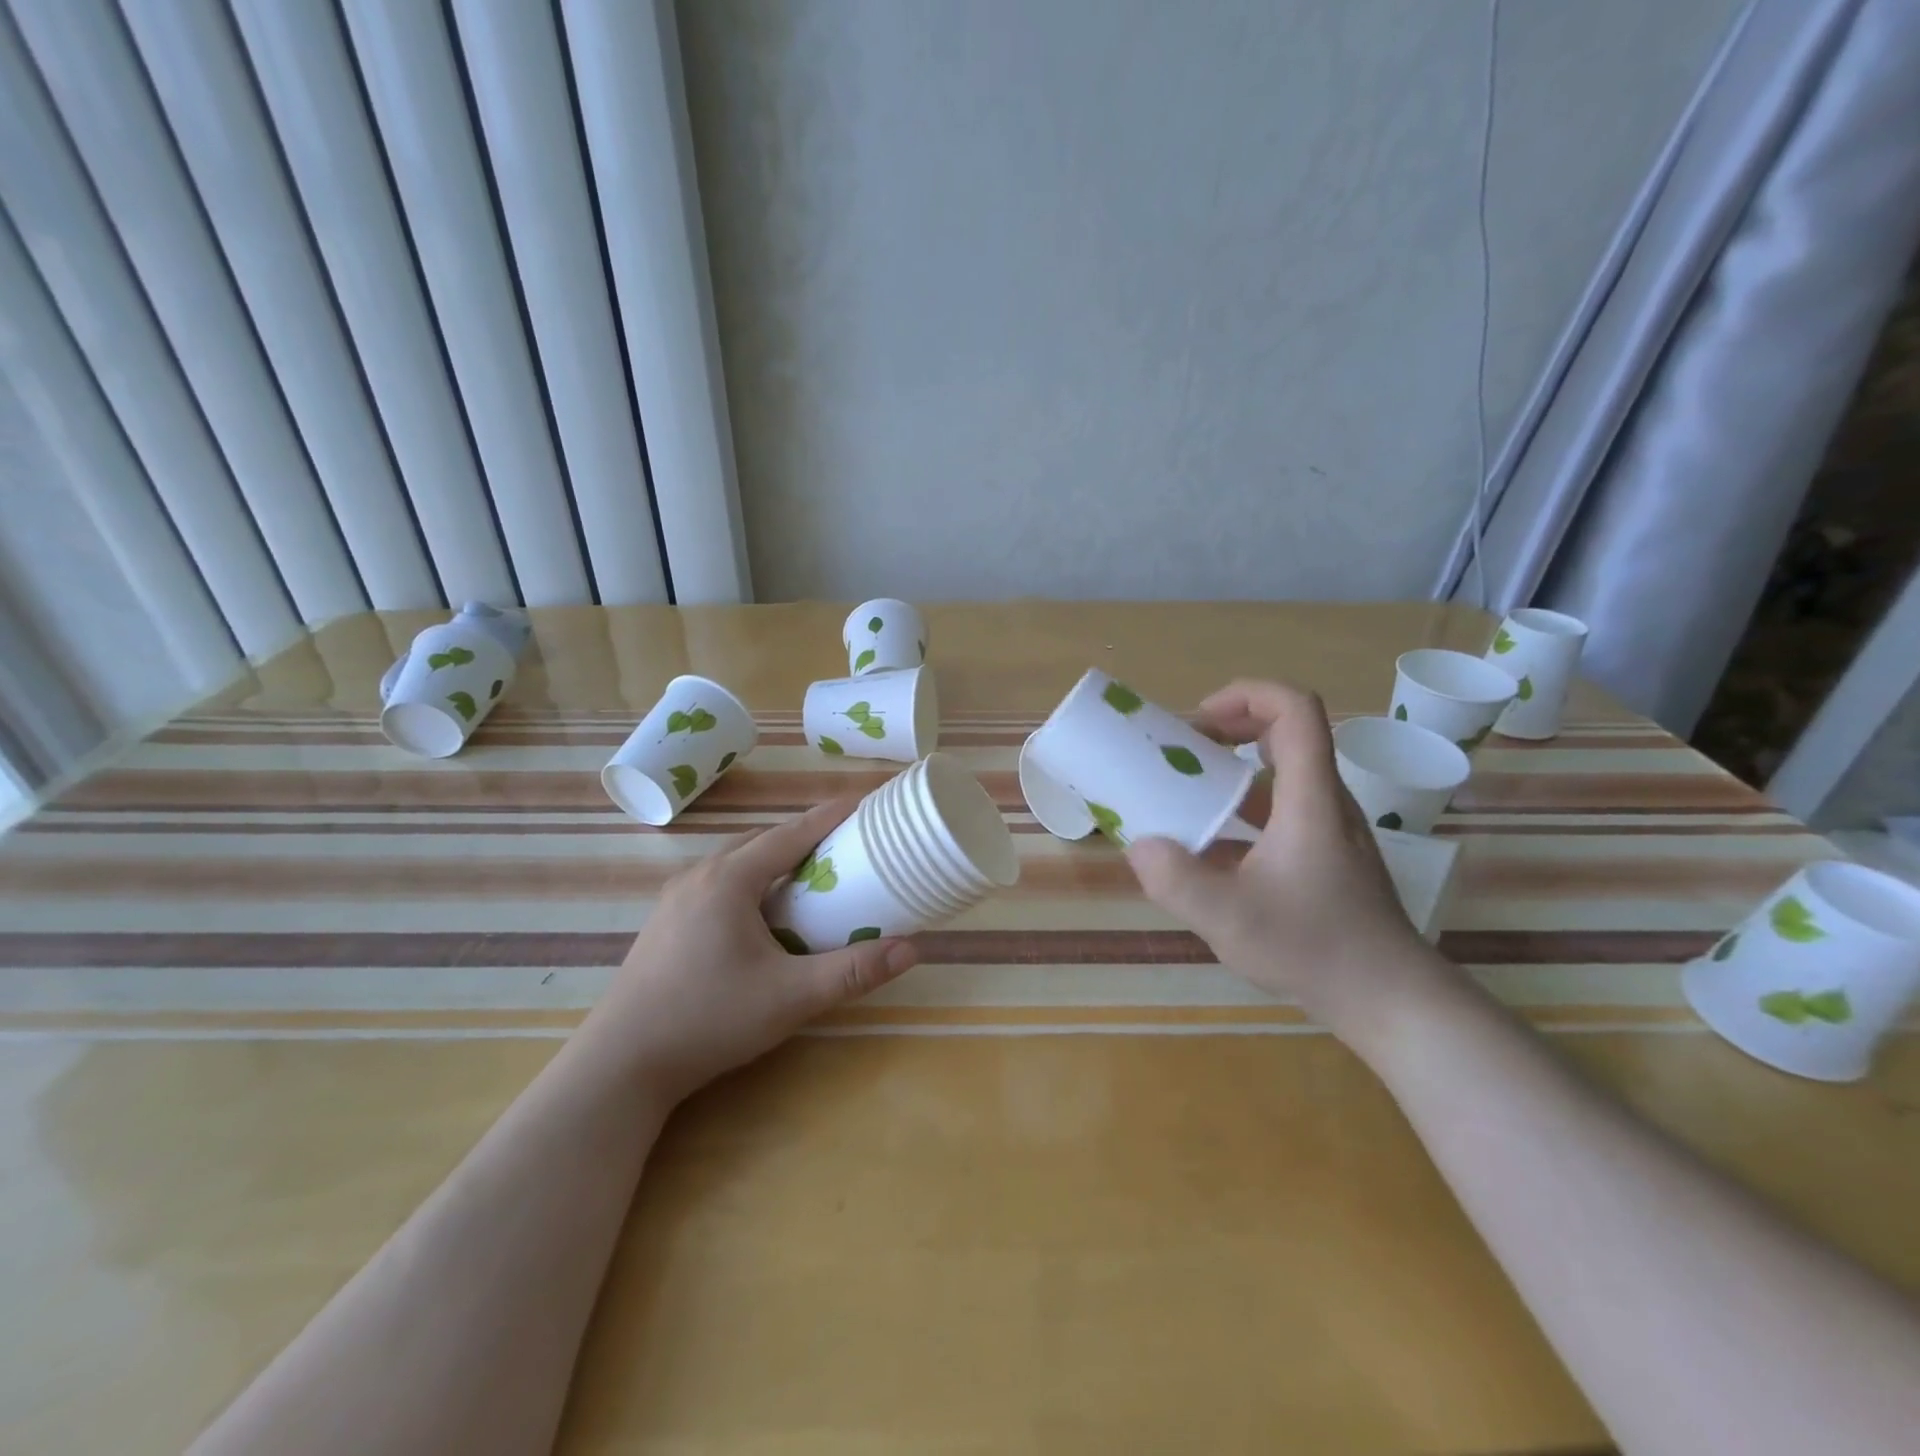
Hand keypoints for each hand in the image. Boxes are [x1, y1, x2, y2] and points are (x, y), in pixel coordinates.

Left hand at [577, 799, 918, 1102]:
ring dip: (776, 859)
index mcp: (730, 879)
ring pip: (738, 861)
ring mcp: (676, 898)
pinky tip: (763, 911)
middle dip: (807, 836)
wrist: (621, 1063)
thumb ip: (852, 971)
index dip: (832, 815)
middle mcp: (701, 875)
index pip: (792, 832)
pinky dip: (752, 880)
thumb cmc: (710, 1019)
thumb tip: (911, 949)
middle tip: (848, 844)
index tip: (866, 801)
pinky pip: (719, 882)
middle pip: (763, 840)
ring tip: (812, 874)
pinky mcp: (666, 921)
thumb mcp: (791, 997)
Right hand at [1125, 680, 1458, 1047]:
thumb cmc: (1315, 948)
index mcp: (1309, 798)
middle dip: (1227, 729)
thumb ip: (1174, 879)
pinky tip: (1207, 850)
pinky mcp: (1324, 856)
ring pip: (1279, 775)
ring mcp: (1327, 829)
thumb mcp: (1228, 918)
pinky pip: (1278, 811)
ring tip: (1184, 796)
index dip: (1246, 695)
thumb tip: (1139, 846)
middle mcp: (1324, 801)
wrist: (1389, 999)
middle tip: (1180, 753)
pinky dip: (1239, 811)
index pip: (1294, 709)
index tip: (1197, 721)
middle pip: (1285, 733)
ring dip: (1229, 772)